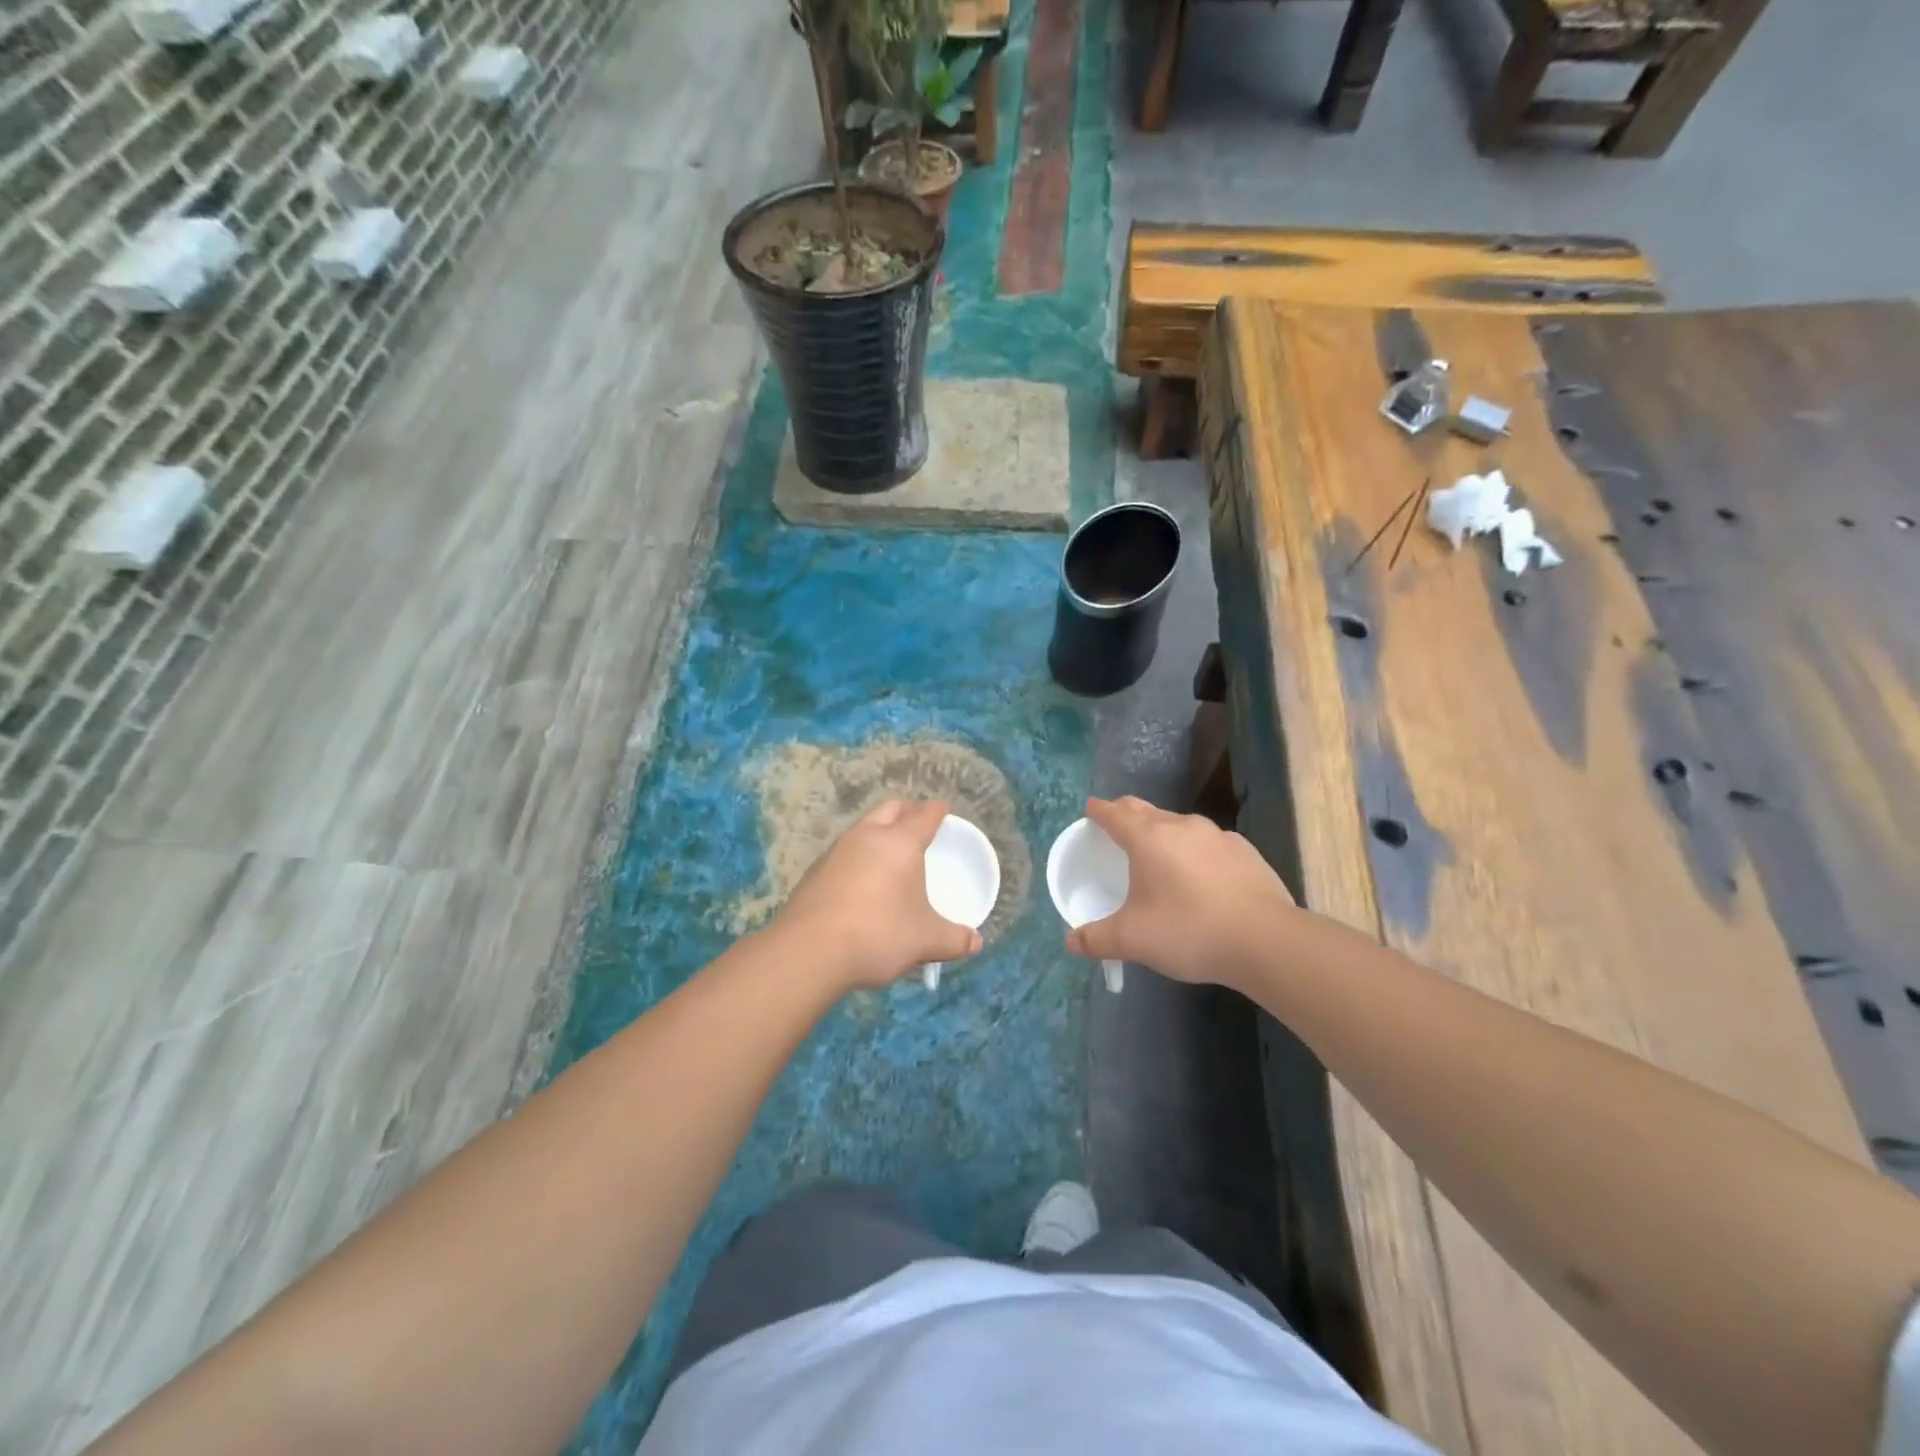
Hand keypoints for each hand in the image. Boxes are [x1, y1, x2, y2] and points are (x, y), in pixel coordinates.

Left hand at [774, 799, 982, 991]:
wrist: (810, 951)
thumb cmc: (879, 934)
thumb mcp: (926, 941)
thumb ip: (954, 940)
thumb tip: (975, 943)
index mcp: (900, 842)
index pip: (924, 814)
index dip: (937, 811)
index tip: (944, 811)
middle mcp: (867, 836)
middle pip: (890, 809)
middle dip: (906, 811)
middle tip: (918, 824)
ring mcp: (836, 851)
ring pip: (863, 827)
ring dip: (878, 832)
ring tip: (890, 853)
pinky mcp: (815, 871)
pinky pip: (844, 852)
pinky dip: (858, 856)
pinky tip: (861, 882)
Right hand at [1066, 797, 1296, 988]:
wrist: (1266, 941)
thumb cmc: (1189, 931)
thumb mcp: (1133, 940)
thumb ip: (1096, 939)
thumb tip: (1070, 941)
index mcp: (1149, 838)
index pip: (1115, 813)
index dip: (1099, 811)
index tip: (1090, 808)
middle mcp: (1182, 827)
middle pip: (1147, 811)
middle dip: (1127, 814)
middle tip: (1116, 825)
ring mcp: (1218, 836)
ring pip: (1180, 826)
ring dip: (1163, 833)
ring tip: (1159, 855)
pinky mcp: (1246, 852)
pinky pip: (1209, 844)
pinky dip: (1195, 852)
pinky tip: (1201, 877)